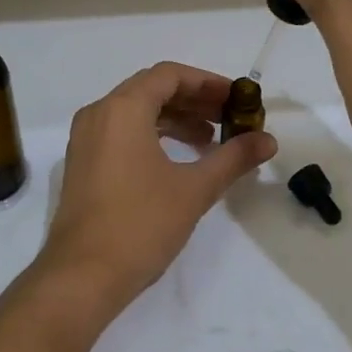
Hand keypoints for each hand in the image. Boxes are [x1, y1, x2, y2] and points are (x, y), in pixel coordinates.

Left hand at [38, 62, 277, 313]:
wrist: (82, 276)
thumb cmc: (141, 224)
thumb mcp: (194, 189)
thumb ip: (233, 158)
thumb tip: (268, 140)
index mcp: (122, 109)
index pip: (169, 75)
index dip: (207, 82)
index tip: (236, 99)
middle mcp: (98, 114)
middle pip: (151, 90)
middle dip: (193, 101)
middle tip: (229, 118)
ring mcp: (85, 139)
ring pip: (135, 113)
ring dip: (174, 120)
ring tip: (210, 140)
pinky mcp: (82, 164)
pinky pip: (121, 133)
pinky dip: (152, 136)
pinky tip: (178, 159)